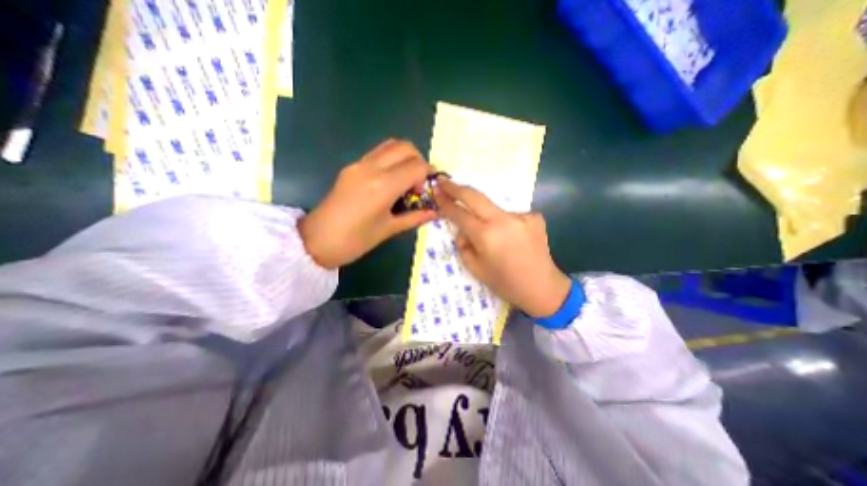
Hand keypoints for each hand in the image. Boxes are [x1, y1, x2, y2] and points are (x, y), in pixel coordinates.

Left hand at [299, 140, 437, 269]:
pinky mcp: (351, 166)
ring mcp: (359, 164)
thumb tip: (435, 212)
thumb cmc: (355, 240)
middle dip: (419, 162)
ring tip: (406, 181)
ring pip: (391, 145)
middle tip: (418, 184)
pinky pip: (378, 153)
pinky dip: (392, 160)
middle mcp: (372, 167)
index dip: (429, 176)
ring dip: (405, 158)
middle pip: (406, 147)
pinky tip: (391, 182)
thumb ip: (415, 217)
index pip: (417, 166)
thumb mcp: (389, 230)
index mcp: (384, 185)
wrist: (316, 240)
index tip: (429, 190)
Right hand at [432, 178, 569, 319]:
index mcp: (486, 236)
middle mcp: (504, 220)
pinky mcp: (535, 216)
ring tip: (496, 240)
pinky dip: (505, 225)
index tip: (436, 190)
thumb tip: (463, 229)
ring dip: (486, 217)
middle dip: (457, 188)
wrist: (542, 288)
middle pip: (475, 196)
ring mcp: (522, 216)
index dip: (446, 202)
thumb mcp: (475, 269)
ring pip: (494, 209)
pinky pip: (510, 216)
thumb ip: (463, 245)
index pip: (460, 213)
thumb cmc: (505, 283)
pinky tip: (513, 241)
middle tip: (445, 181)